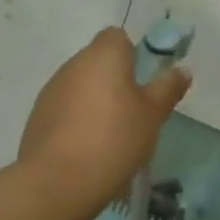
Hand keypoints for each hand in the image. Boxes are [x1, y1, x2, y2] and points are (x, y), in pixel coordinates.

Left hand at [17, 27, 190, 214]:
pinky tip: (87, 149)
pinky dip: (76, 120)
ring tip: (110, 135)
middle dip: (115, 80)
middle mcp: (74, 64)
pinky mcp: (37, 117)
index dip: (131, 53)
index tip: (142, 81)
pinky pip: (65, 108)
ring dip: (95, 100)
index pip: (116, 36)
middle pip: (98, 61)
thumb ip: (167, 88)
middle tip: (133, 112)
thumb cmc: (113, 139)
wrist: (57, 182)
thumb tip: (182, 69)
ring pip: (80, 85)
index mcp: (104, 55)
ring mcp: (52, 90)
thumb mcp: (152, 115)